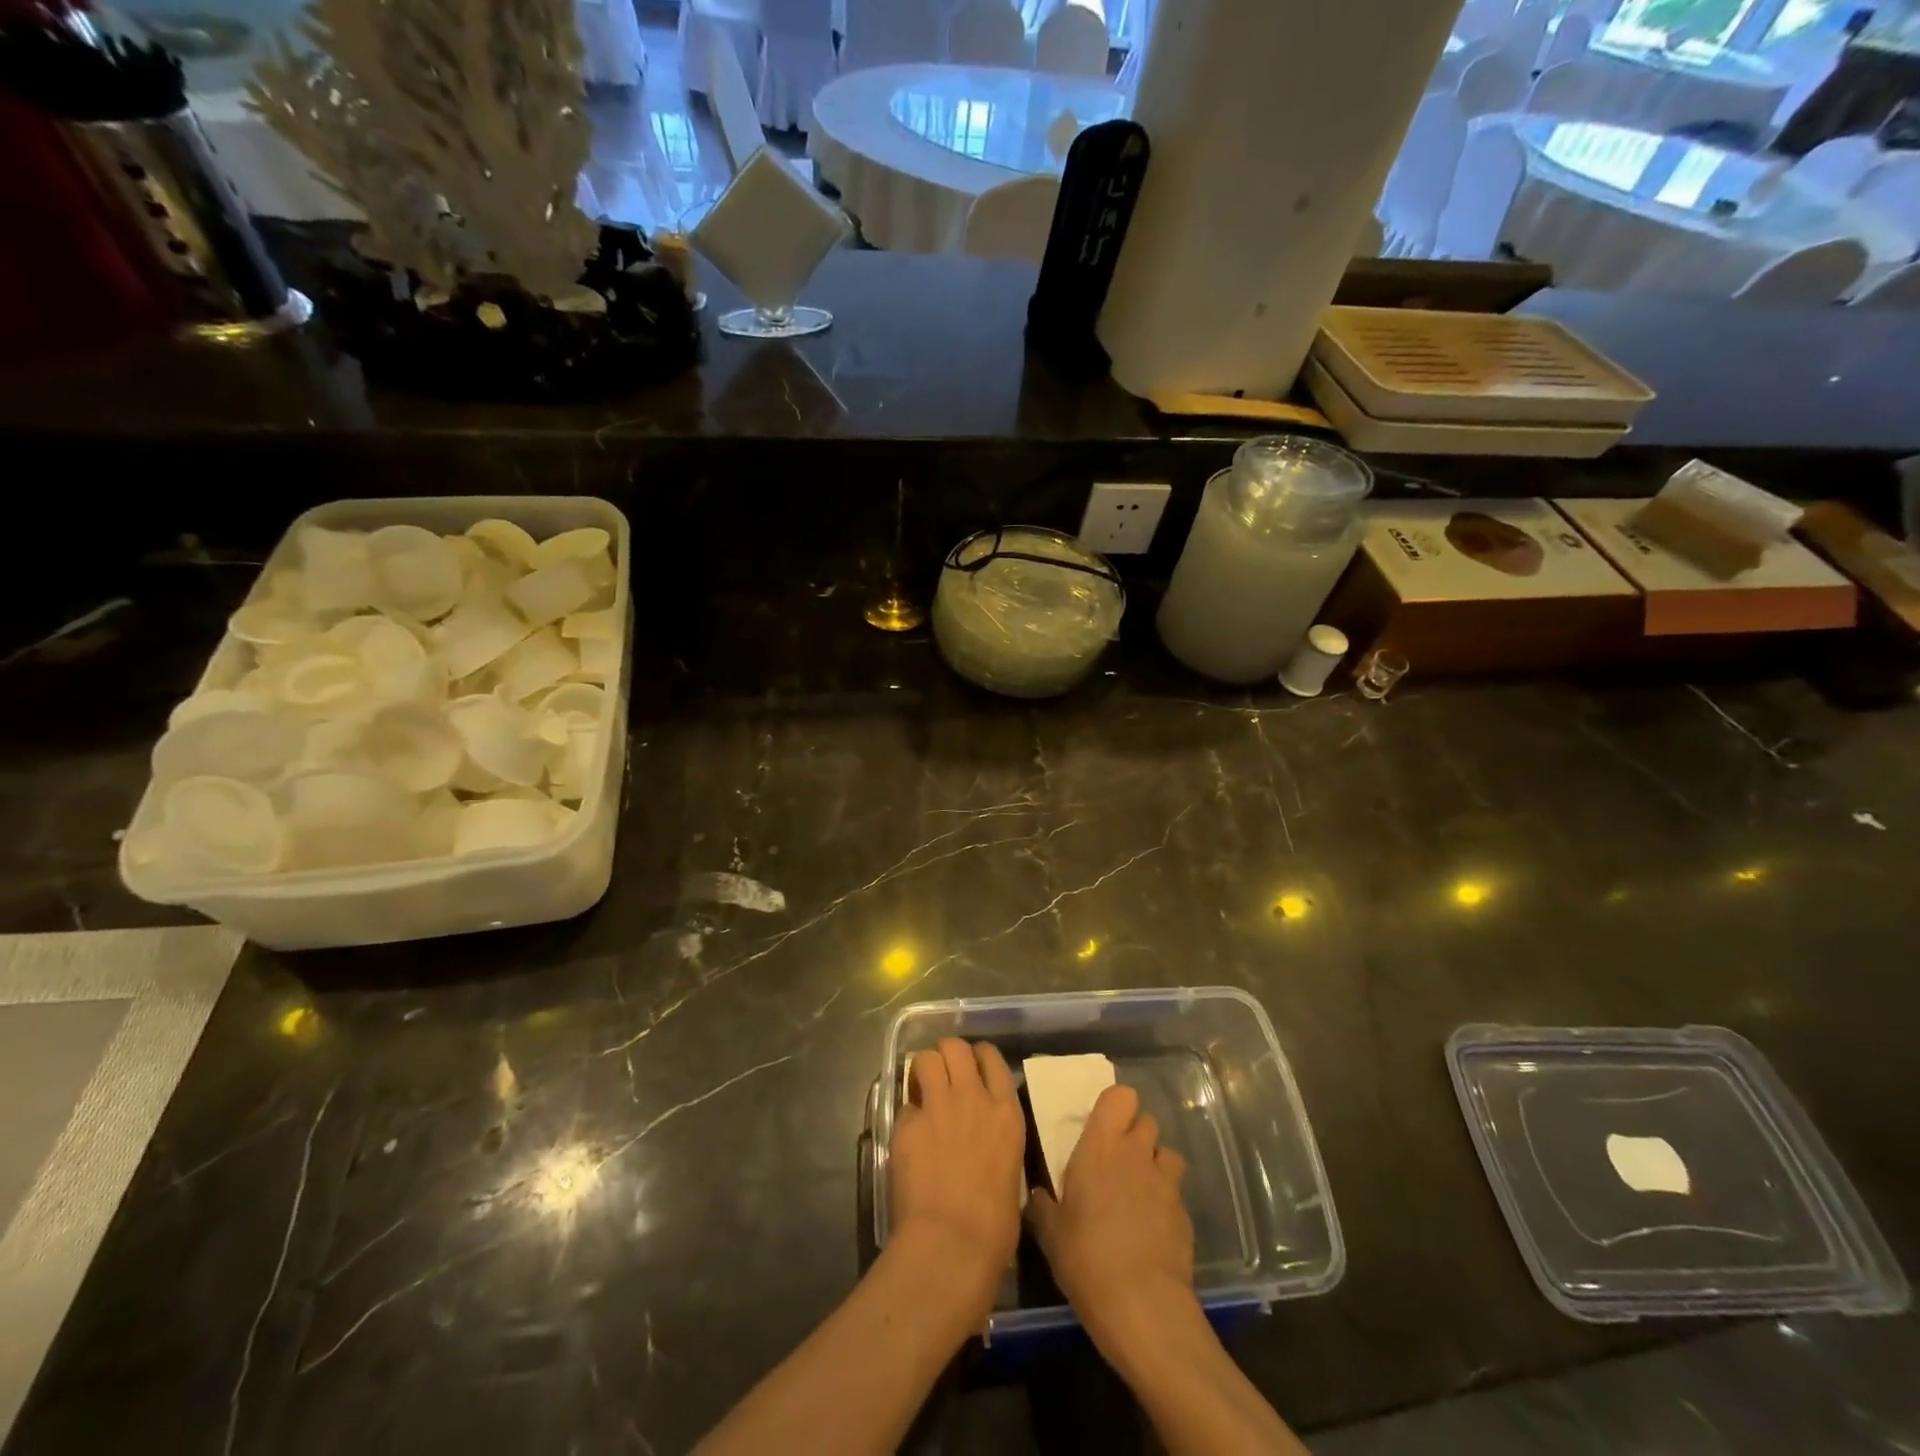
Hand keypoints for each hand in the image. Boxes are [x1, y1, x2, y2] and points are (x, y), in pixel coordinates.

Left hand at [887, 1039, 1025, 1317]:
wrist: (952, 1245)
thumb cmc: (994, 1228)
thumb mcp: (1012, 1174)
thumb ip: (997, 1144)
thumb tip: (987, 1147)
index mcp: (1006, 1113)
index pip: (992, 1058)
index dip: (978, 1057)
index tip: (971, 1069)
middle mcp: (973, 1098)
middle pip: (955, 1047)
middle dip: (946, 1056)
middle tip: (942, 1077)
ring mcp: (938, 1107)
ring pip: (925, 1059)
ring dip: (922, 1071)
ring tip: (921, 1091)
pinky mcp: (907, 1124)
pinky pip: (903, 1104)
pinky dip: (906, 1115)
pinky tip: (908, 1135)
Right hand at [1025, 1083, 1195, 1358]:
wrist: (1143, 1308)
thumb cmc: (1087, 1258)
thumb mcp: (1051, 1234)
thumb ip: (1043, 1206)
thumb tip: (1037, 1196)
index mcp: (1101, 1146)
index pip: (1120, 1096)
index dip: (1116, 1105)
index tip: (1103, 1124)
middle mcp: (1136, 1153)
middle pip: (1146, 1120)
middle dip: (1134, 1133)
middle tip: (1116, 1159)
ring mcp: (1165, 1183)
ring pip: (1166, 1153)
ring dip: (1154, 1163)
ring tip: (1138, 1189)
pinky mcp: (1185, 1214)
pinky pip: (1175, 1192)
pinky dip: (1165, 1200)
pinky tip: (1151, 1227)